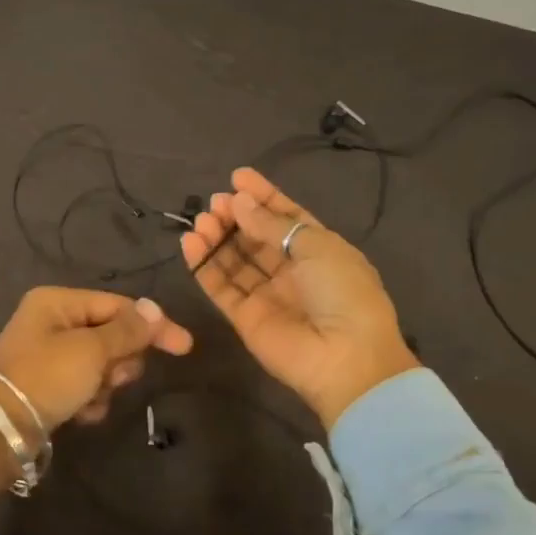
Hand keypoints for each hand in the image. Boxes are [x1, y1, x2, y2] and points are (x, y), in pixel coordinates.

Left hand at [0, 287, 193, 504]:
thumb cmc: (46, 378)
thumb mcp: (92, 350)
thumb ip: (127, 331)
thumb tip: (155, 308)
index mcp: (58, 302)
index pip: (118, 306)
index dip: (152, 325)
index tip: (185, 347)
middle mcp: (52, 322)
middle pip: (111, 335)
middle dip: (120, 359)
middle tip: (114, 376)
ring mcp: (48, 356)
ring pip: (101, 364)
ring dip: (105, 383)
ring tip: (91, 397)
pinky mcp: (47, 386)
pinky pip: (84, 386)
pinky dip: (89, 399)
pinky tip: (81, 413)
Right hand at [180, 167, 417, 427]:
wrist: (345, 357)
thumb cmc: (342, 291)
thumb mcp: (316, 246)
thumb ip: (272, 224)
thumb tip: (239, 202)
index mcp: (319, 251)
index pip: (286, 217)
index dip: (263, 197)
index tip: (237, 177)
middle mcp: (292, 272)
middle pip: (256, 238)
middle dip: (236, 216)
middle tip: (216, 201)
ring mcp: (267, 296)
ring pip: (235, 260)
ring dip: (218, 238)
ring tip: (202, 220)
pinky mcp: (244, 318)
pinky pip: (221, 286)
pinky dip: (204, 265)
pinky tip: (191, 243)